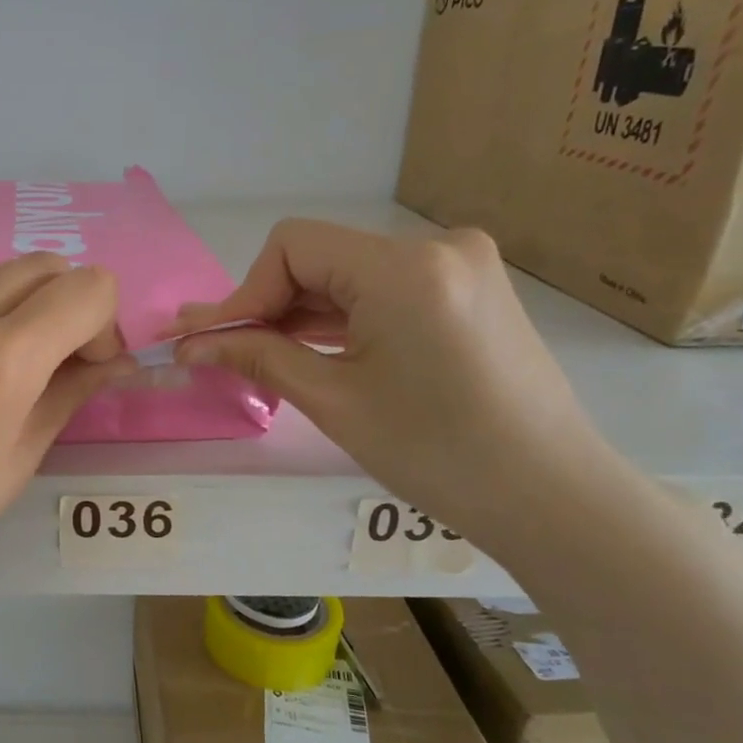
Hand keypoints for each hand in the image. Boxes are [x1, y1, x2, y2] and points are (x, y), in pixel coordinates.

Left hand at [0, 253, 129, 606]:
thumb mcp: (20, 457)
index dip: (102, 322)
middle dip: (60, 307)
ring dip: (4, 310)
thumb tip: (116, 358)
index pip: (89, 288)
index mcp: (1, 360)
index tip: (82, 363)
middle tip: (42, 362)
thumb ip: (72, 390)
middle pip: (41, 266)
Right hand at [172, 219, 603, 544]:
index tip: (214, 341)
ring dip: (302, 313)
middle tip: (221, 351)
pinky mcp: (470, 291)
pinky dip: (343, 317)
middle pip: (321, 257)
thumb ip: (258, 357)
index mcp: (404, 268)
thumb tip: (191, 344)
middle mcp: (437, 246)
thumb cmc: (436, 453)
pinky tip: (313, 350)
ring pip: (351, 274)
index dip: (245, 292)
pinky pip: (385, 290)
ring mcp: (461, 266)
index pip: (293, 246)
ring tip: (259, 356)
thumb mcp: (334, 401)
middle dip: (268, 305)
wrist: (550, 496)